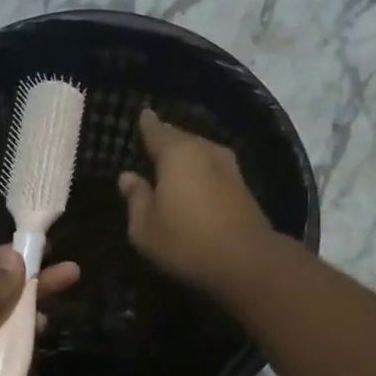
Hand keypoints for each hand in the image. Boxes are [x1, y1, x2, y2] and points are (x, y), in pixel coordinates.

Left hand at [0, 247, 79, 375]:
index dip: (18, 256)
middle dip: (37, 287)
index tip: (48, 249)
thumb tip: (17, 261)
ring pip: (11, 331)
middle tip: (73, 275)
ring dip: (29, 327)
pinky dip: (22, 363)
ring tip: (42, 324)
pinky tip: (35, 359)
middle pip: (6, 295)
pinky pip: (8, 366)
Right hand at [117, 109, 275, 293]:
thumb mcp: (145, 228)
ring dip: (186, 157)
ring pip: (200, 152)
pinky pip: (213, 169)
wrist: (247, 261)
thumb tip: (127, 177)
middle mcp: (204, 151)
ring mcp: (228, 167)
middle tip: (152, 144)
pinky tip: (195, 184)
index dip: (147, 123)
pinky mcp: (242, 186)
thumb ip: (135, 198)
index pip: (156, 130)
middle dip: (166, 140)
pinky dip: (201, 172)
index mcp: (177, 154)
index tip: (143, 114)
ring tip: (171, 165)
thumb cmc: (186, 241)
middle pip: (181, 138)